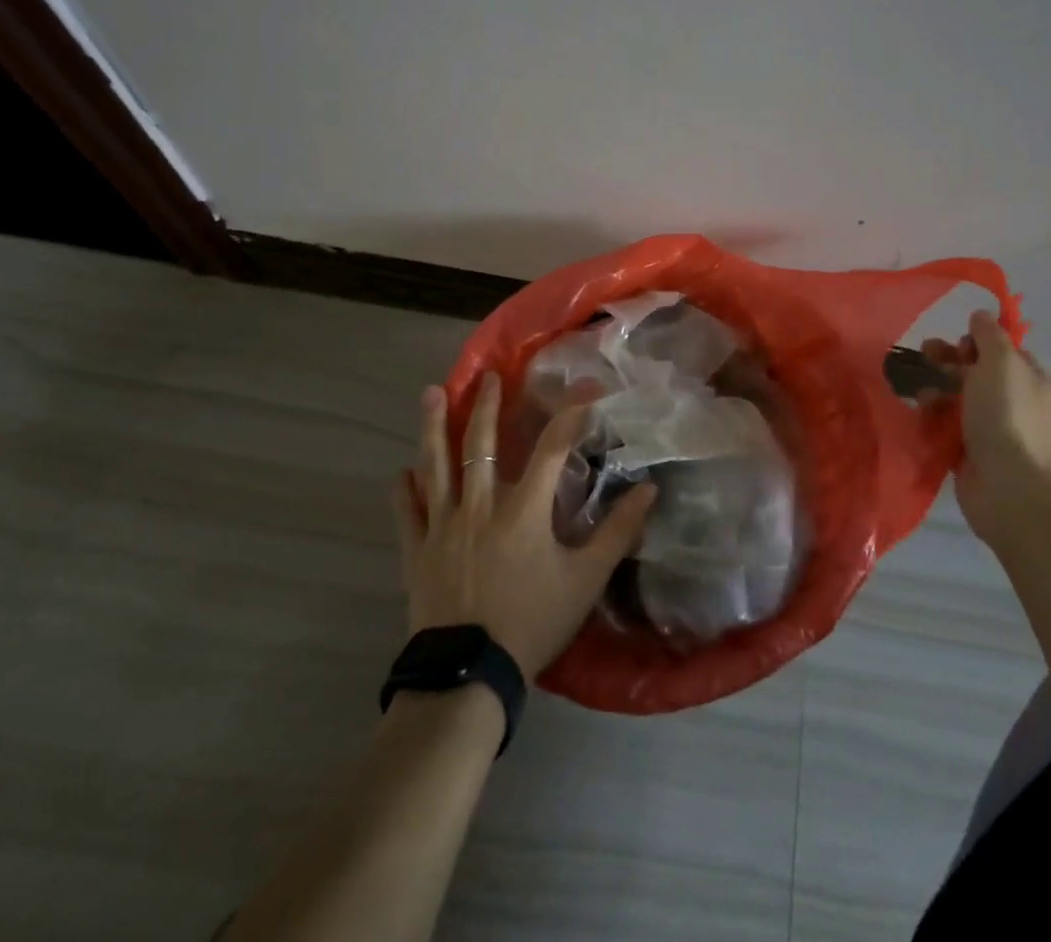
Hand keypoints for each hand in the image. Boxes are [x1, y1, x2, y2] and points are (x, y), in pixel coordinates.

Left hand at [394, 375, 655, 677]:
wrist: (469, 675)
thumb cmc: (532, 622)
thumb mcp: (586, 580)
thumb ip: (617, 532)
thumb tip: (648, 491)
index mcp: (524, 508)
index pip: (552, 447)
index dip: (571, 412)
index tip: (587, 386)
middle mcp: (480, 504)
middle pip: (481, 442)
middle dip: (487, 405)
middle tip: (488, 376)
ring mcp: (443, 525)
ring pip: (436, 464)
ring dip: (434, 427)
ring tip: (431, 393)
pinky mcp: (416, 550)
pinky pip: (407, 511)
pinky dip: (404, 489)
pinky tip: (401, 472)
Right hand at [922, 310, 1050, 549]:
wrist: (1008, 486)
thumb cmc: (1006, 415)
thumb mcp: (1000, 362)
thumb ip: (989, 334)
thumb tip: (980, 315)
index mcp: (1029, 379)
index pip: (1003, 350)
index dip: (979, 341)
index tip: (958, 341)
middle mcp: (1014, 402)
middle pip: (977, 372)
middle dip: (949, 361)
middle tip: (924, 354)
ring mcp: (992, 429)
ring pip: (958, 399)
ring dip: (937, 389)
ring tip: (921, 393)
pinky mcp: (970, 452)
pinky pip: (948, 426)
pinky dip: (933, 418)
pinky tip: (920, 415)